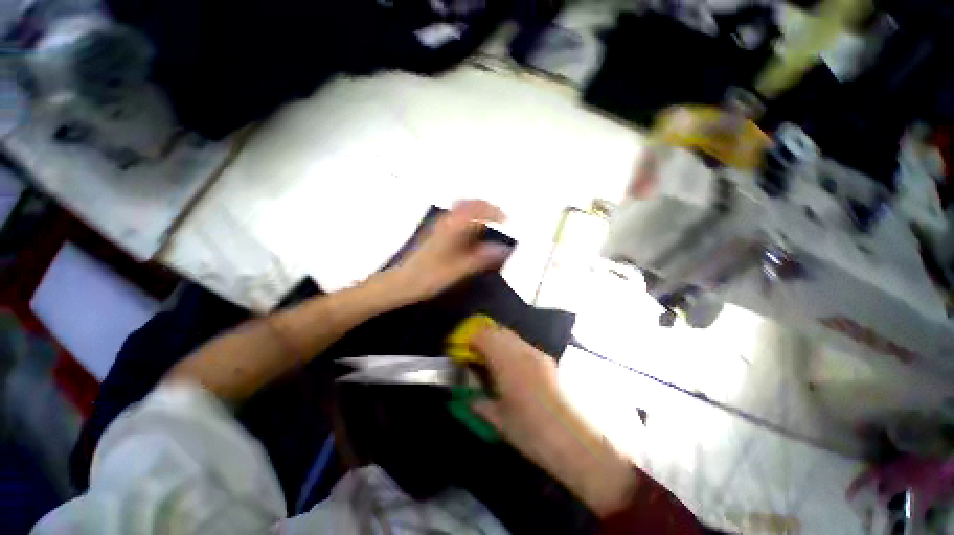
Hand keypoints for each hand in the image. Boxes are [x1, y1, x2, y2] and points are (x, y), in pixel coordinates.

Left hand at [391, 200, 510, 302]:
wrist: (401, 282)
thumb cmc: (429, 277)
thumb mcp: (458, 270)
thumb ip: (481, 258)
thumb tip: (504, 249)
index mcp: (452, 228)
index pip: (477, 209)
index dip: (494, 212)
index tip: (507, 220)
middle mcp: (445, 221)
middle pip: (469, 204)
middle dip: (486, 208)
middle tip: (500, 218)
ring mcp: (438, 226)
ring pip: (461, 210)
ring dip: (477, 212)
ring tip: (490, 223)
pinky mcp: (435, 233)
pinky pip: (456, 218)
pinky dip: (468, 220)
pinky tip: (472, 234)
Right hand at [469, 327, 638, 516]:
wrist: (576, 440)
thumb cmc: (532, 432)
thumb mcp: (499, 420)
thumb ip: (478, 402)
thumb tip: (467, 395)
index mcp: (507, 362)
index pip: (483, 335)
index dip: (468, 338)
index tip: (460, 351)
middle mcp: (522, 350)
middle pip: (497, 329)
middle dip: (481, 337)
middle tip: (473, 355)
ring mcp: (537, 352)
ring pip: (510, 335)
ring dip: (496, 341)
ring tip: (490, 360)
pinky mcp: (546, 358)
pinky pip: (521, 344)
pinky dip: (509, 347)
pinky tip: (510, 367)